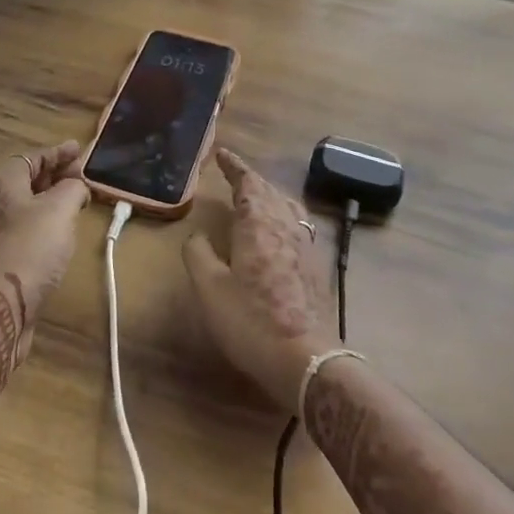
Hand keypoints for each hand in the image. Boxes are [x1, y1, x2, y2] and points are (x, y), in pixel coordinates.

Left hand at [0, 142, 88, 389]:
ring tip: (74, 205)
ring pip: (24, 209)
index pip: (32, 157)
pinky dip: (43, 228)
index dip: (57, 152)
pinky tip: (58, 238)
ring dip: (49, 204)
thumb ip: (72, 189)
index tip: (79, 149)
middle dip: (54, 177)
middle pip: (26, 181)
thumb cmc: (29, 247)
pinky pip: (23, 233)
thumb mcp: (59, 209)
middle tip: (81, 178)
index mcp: (2, 183)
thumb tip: (75, 185)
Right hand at [183, 147, 337, 410]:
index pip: (247, 182)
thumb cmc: (251, 320)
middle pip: (269, 190)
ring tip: (256, 196)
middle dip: (251, 179)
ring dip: (270, 194)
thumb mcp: (210, 289)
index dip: (234, 166)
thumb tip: (197, 235)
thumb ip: (198, 254)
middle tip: (233, 174)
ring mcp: (305, 245)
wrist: (306, 360)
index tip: (222, 153)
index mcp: (258, 223)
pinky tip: (279, 230)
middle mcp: (285, 225)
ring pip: (287, 205)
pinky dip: (283, 214)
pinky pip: (297, 223)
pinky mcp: (315, 266)